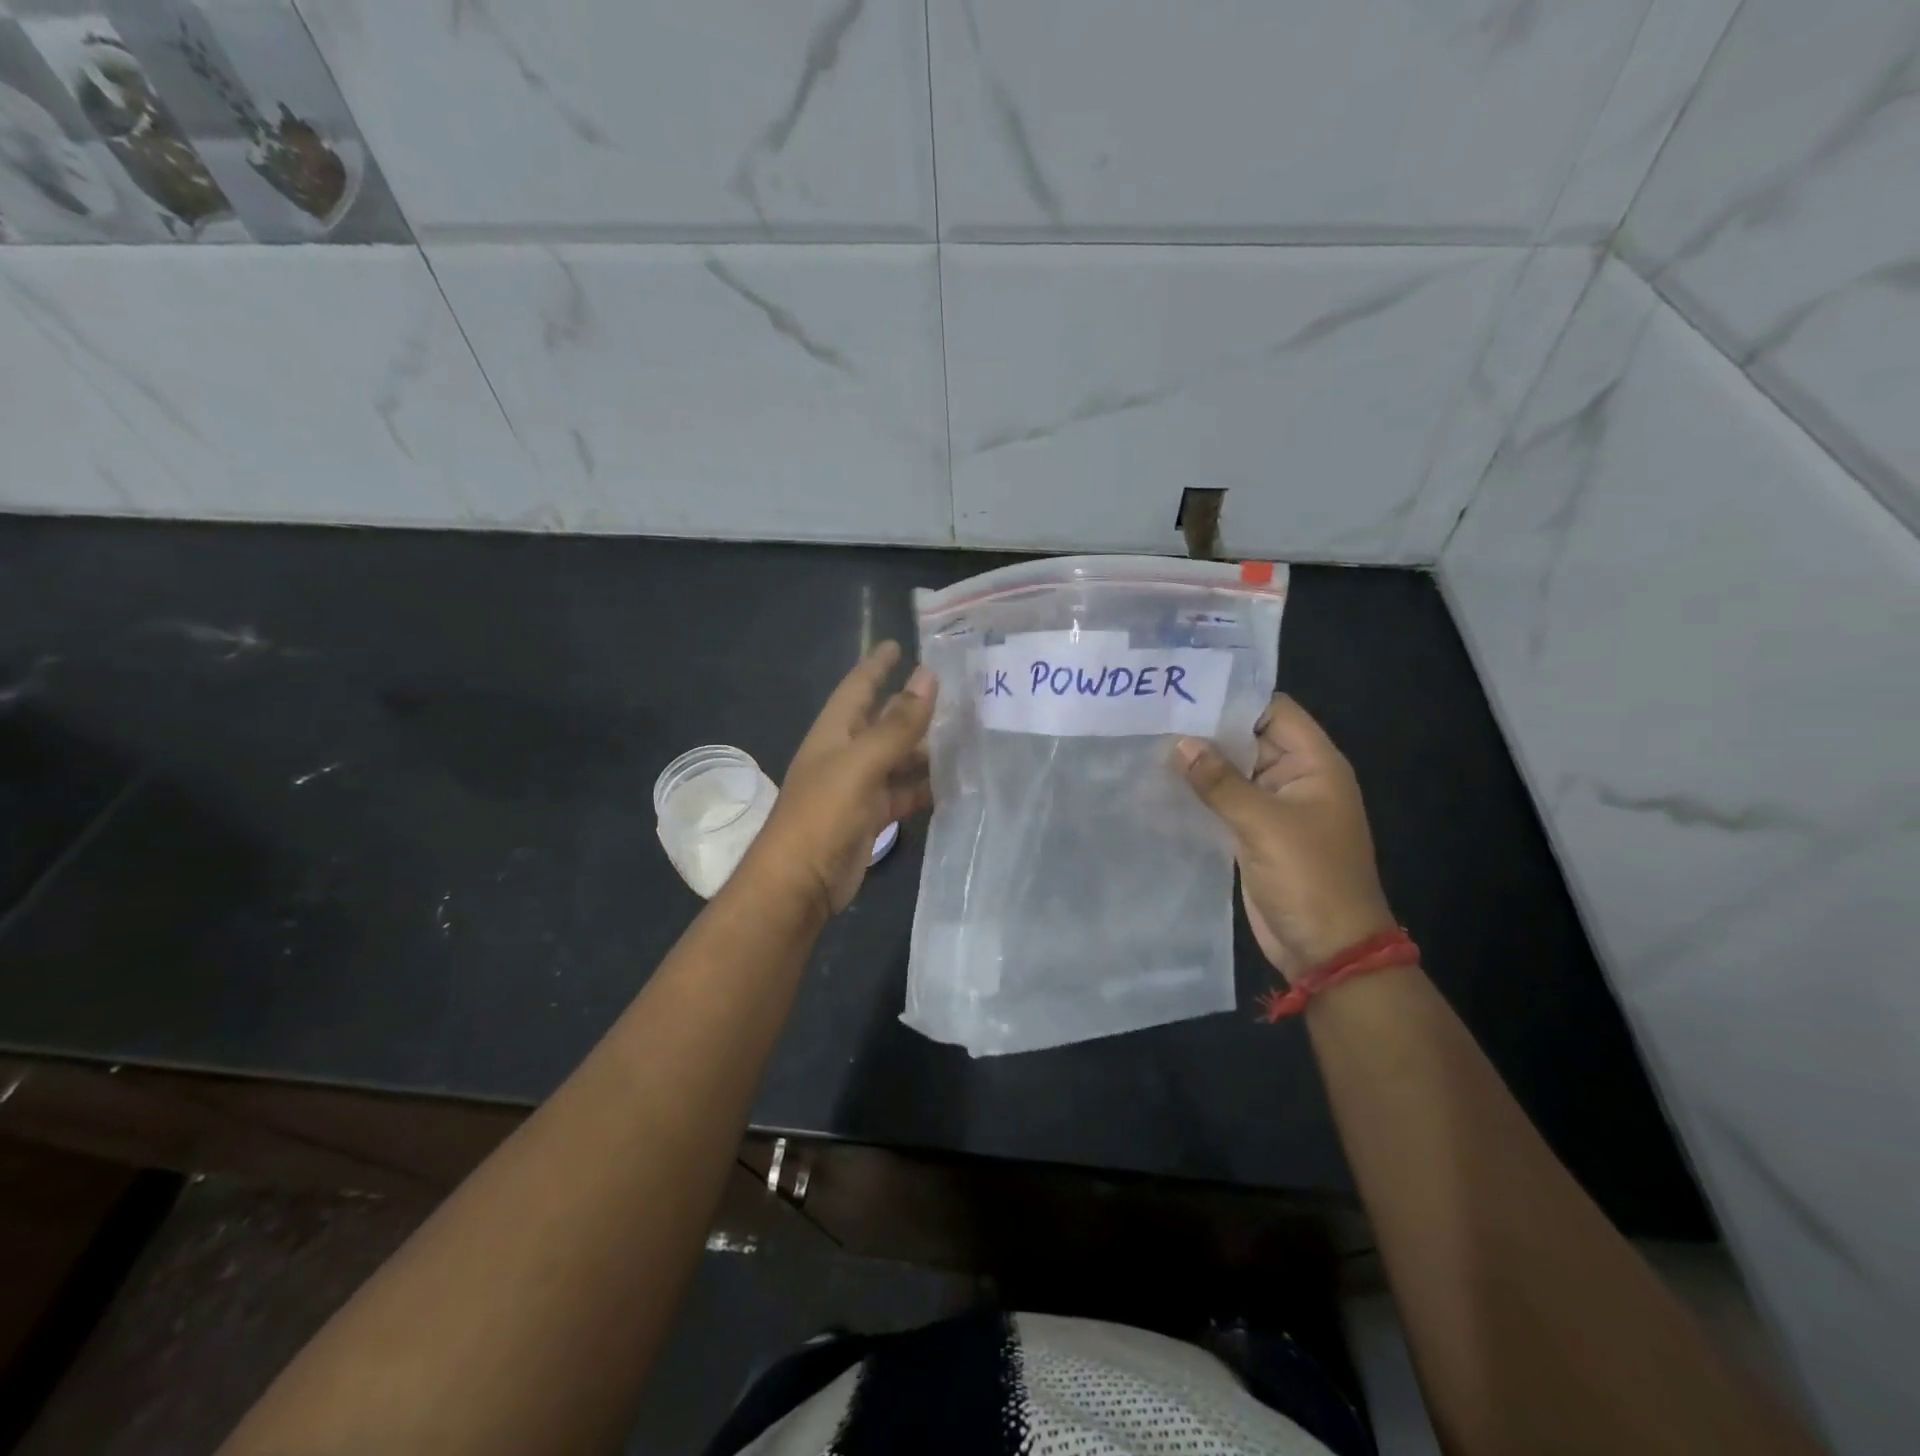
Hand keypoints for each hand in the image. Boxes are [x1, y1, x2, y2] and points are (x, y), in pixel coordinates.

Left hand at [738, 641, 935, 915]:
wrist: (800, 880)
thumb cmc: (824, 812)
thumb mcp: (862, 762)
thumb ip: (898, 723)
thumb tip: (928, 676)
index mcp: (836, 731)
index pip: (858, 686)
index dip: (877, 664)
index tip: (900, 644)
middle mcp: (847, 753)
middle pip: (884, 722)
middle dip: (914, 707)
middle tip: (957, 693)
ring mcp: (859, 786)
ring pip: (898, 759)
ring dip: (926, 750)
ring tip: (968, 736)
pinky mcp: (871, 816)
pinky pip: (902, 793)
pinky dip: (924, 788)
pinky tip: (955, 783)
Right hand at [1177, 695, 1395, 979]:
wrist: (1326, 949)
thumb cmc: (1309, 878)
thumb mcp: (1265, 824)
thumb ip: (1220, 782)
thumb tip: (1181, 744)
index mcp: (1313, 764)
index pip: (1273, 711)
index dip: (1233, 698)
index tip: (1185, 691)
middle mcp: (1293, 778)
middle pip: (1248, 739)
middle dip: (1206, 730)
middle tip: (1153, 715)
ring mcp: (1273, 808)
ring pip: (1232, 772)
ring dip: (1199, 764)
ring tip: (1147, 745)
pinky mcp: (1253, 834)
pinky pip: (1224, 803)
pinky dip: (1198, 795)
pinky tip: (1159, 786)